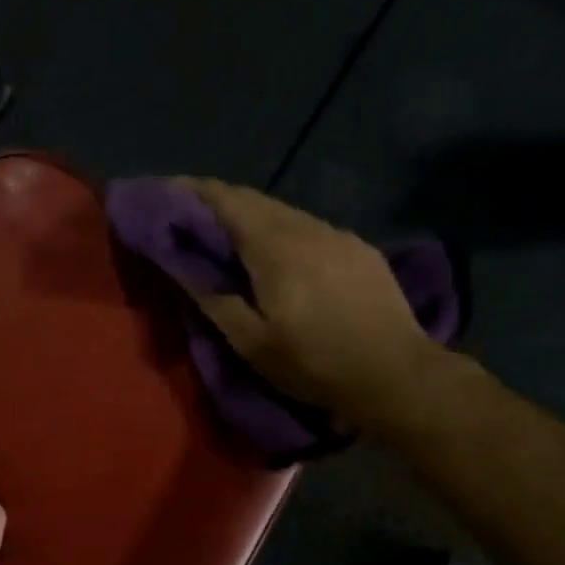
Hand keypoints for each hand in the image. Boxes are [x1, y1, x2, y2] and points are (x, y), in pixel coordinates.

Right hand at [177, 178, 451, 437]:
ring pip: (285, 213)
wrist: (395, 374)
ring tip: (232, 235)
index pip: (226, 200)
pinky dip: (284, 231)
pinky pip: (311, 228)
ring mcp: (338, 235)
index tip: (168, 190)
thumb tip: (179, 264)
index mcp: (273, 246)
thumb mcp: (251, 341)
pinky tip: (283, 254)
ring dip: (253, 216)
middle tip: (192, 215)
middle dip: (220, 201)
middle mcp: (306, 228)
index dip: (194, 191)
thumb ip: (212, 298)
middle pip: (255, 200)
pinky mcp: (360, 250)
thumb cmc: (313, 362)